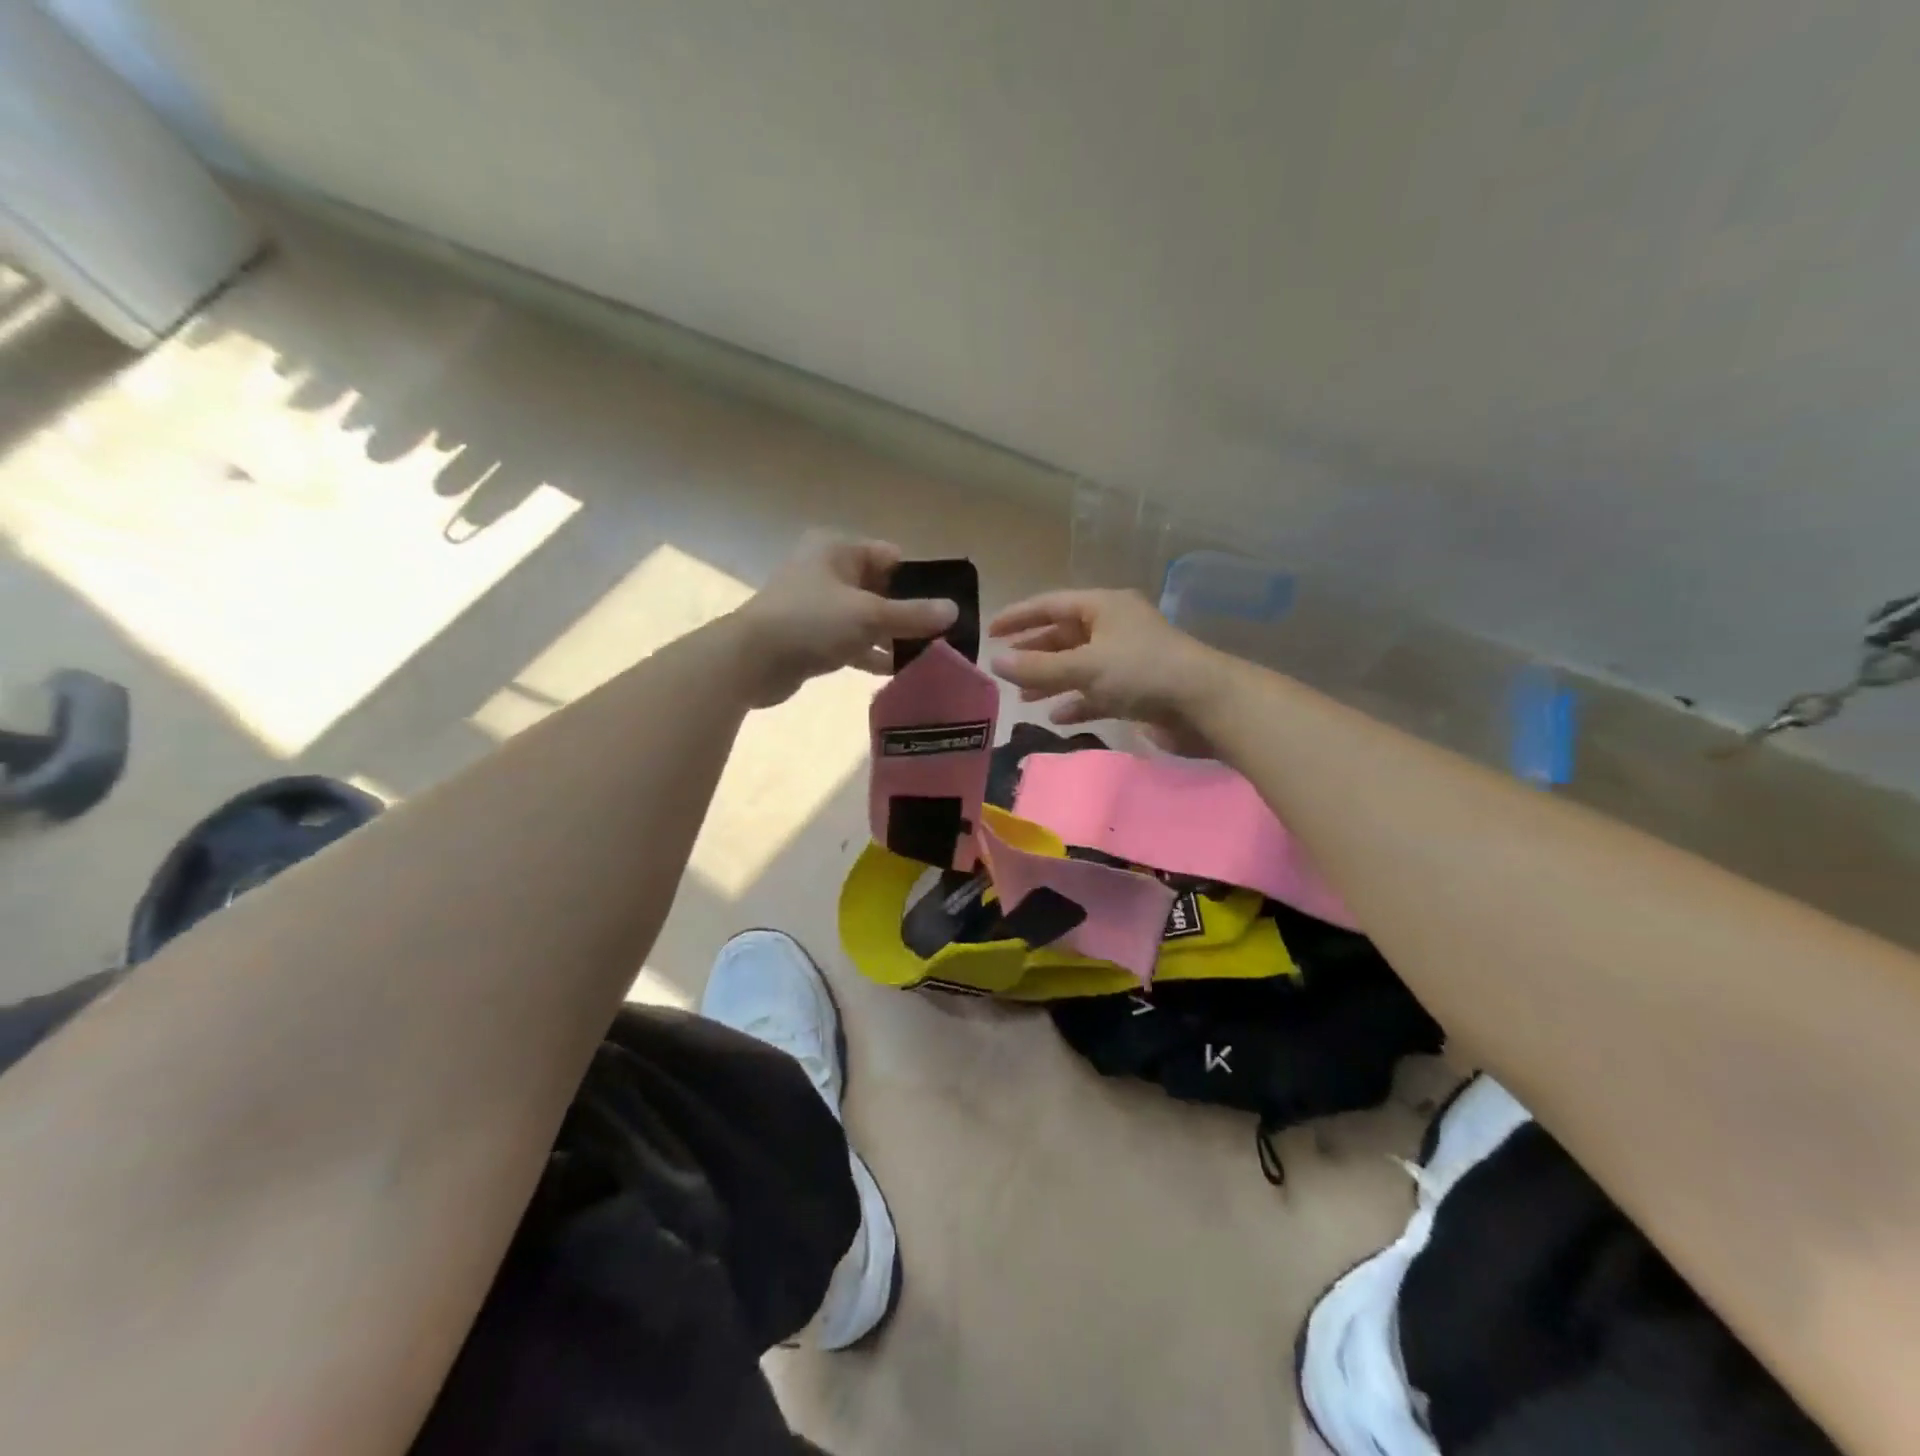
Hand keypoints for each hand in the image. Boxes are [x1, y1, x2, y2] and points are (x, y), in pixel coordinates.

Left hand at [732, 532, 958, 705]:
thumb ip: (913, 614)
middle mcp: (827, 572)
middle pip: (881, 589)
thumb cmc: (810, 622)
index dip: (920, 580)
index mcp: (837, 550)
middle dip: (909, 613)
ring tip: (928, 657)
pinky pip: (852, 642)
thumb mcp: (869, 615)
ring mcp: (818, 606)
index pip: (891, 557)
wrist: (750, 661)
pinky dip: (872, 654)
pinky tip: (898, 672)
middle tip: (942, 636)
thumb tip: (954, 611)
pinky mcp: (812, 638)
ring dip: (893, 637)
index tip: (945, 606)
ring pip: (867, 619)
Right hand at [989, 589, 1228, 738]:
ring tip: (1023, 696)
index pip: (1051, 604)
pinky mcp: (1136, 690)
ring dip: (1051, 680)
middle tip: (1004, 668)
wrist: (1204, 705)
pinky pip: (1097, 692)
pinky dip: (1077, 701)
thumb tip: (995, 663)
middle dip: (1034, 652)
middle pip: (1064, 636)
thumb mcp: (1084, 666)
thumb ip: (1037, 667)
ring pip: (1079, 666)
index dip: (1019, 616)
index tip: (990, 631)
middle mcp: (1114, 628)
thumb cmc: (1142, 672)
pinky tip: (1057, 716)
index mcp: (1103, 607)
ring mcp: (1126, 660)